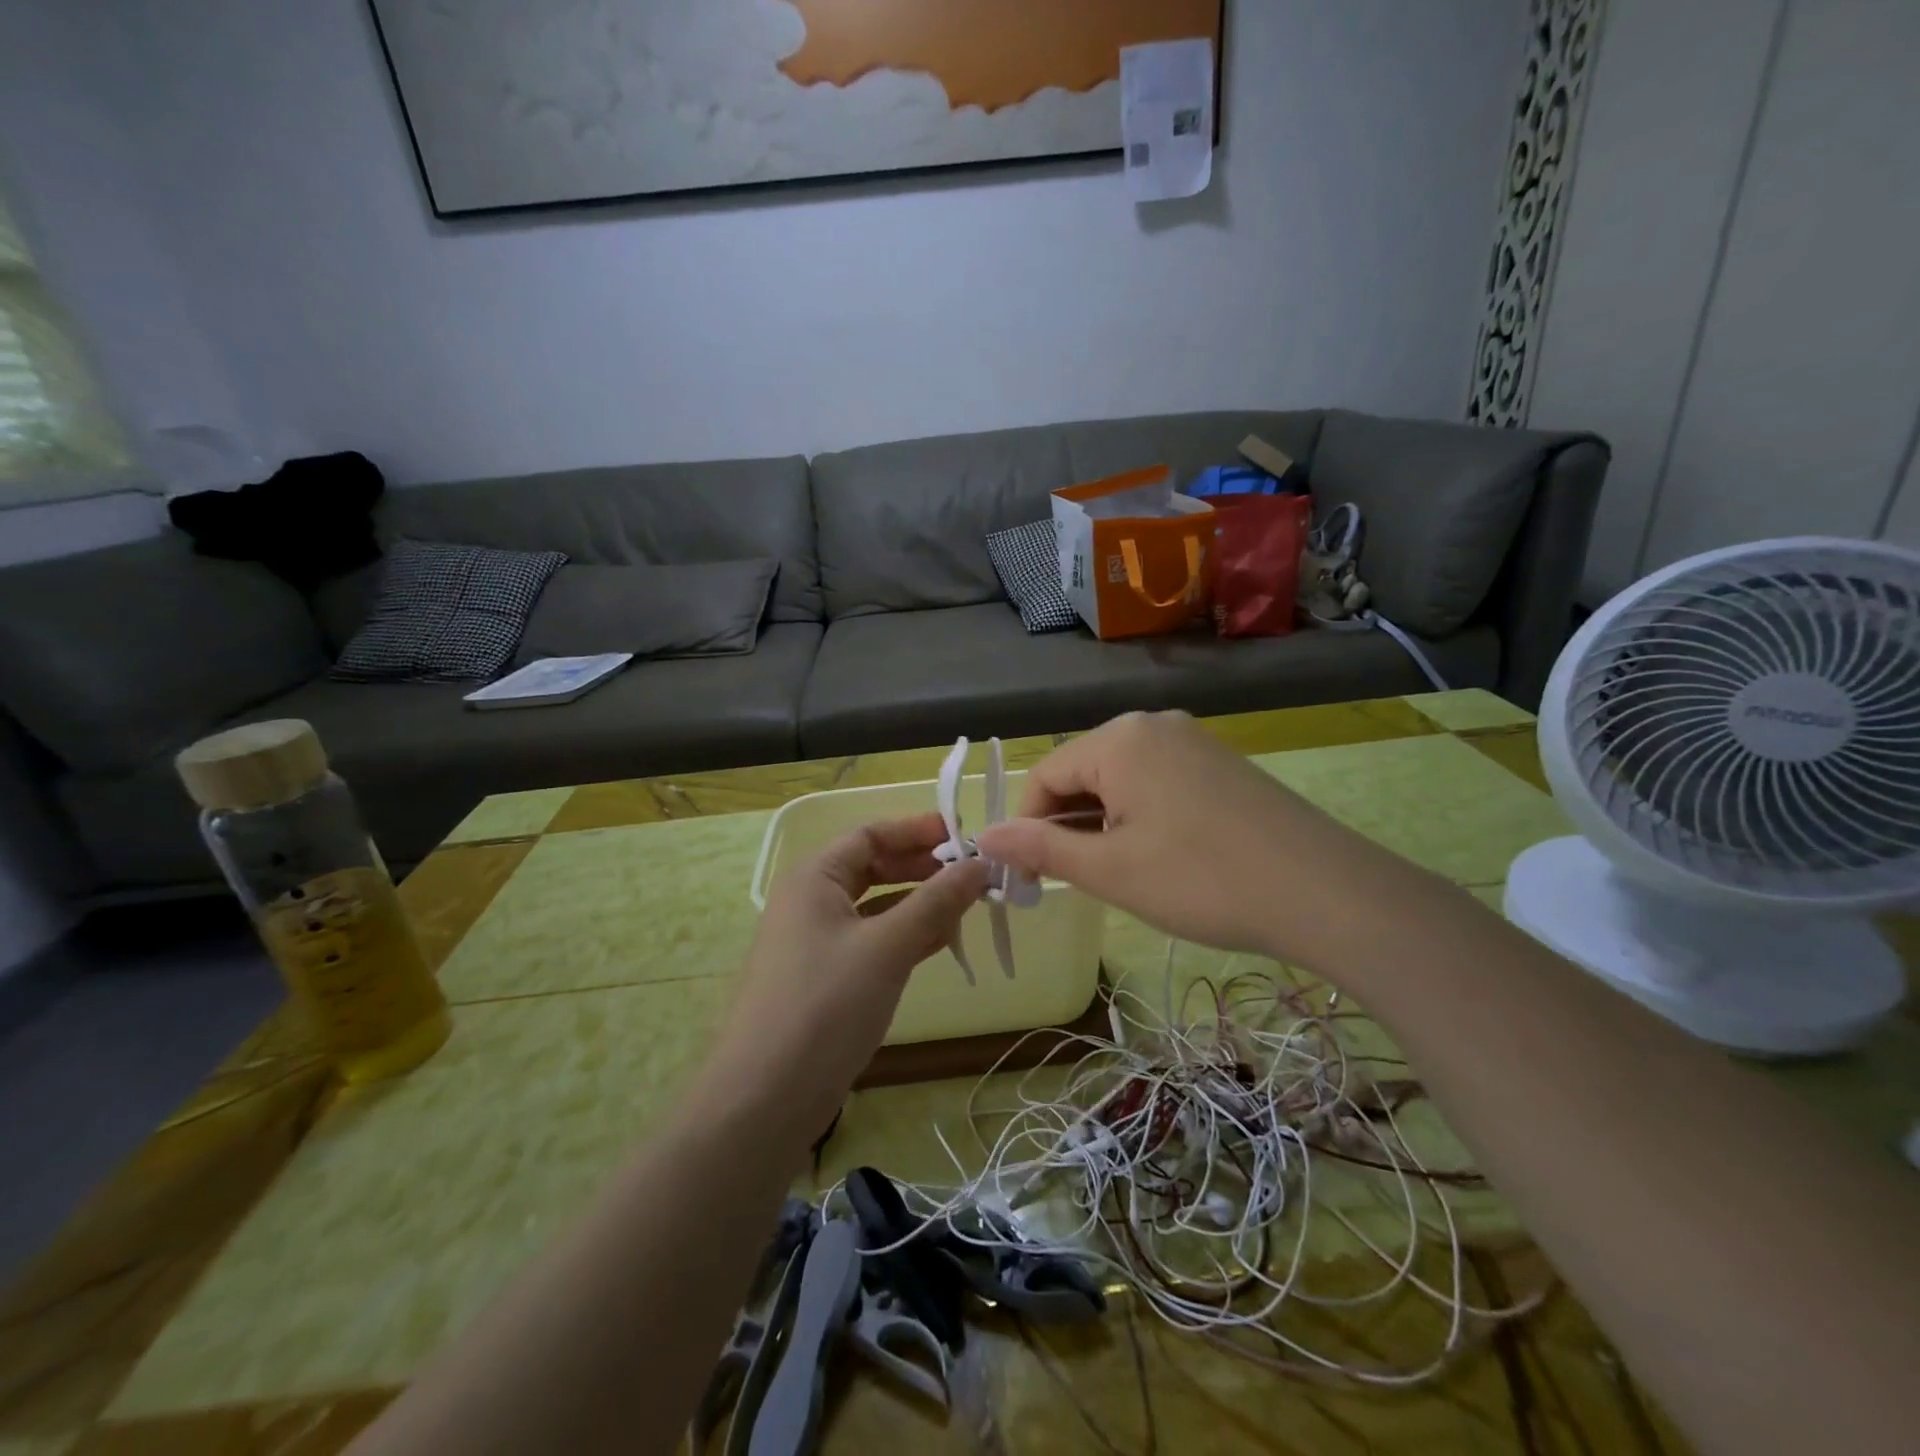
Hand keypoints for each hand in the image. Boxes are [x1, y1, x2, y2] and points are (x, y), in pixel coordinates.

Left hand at [705, 813, 987, 1139]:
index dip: (917, 830)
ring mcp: (816, 942)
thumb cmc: (825, 1006)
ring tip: (966, 908)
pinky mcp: (825, 979)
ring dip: (919, 904)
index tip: (964, 835)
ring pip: (876, 907)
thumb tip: (979, 864)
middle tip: (971, 875)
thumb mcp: (887, 947)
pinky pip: (872, 941)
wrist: (765, 1100)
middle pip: (873, 868)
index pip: (870, 835)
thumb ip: (936, 902)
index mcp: (814, 878)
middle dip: (922, 868)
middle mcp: (811, 902)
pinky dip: (905, 937)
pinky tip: (940, 943)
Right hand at [975, 711, 1377, 965]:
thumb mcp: (1110, 870)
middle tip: (1078, 882)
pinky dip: (1140, 815)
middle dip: (1068, 825)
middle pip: (1082, 773)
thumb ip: (1041, 848)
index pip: (1045, 776)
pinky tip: (1160, 855)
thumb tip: (984, 836)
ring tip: (1121, 873)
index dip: (1027, 828)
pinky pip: (1157, 781)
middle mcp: (1152, 724)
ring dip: (1104, 823)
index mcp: (1118, 738)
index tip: (1028, 879)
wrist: (1325, 892)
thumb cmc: (1201, 880)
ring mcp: (1193, 740)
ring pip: (1120, 779)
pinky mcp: (1220, 762)